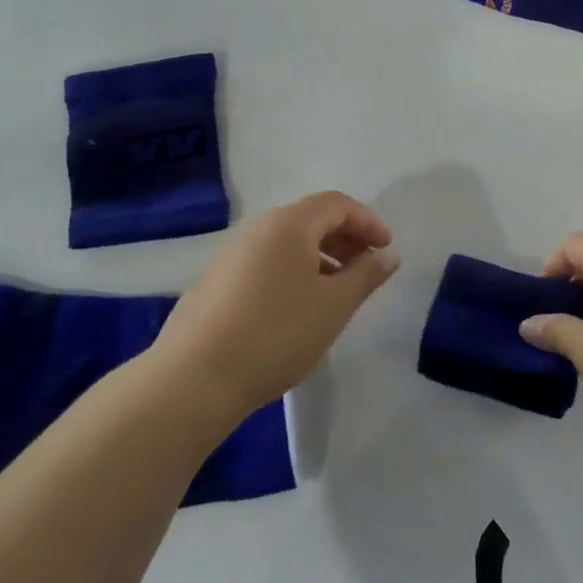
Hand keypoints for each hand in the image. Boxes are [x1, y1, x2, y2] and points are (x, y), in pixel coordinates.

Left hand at [151, 192, 398, 424]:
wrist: (195, 377)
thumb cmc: (277, 333)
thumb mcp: (335, 305)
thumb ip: (366, 275)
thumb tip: (387, 255)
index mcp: (289, 224)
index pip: (337, 204)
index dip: (368, 221)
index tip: (386, 249)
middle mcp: (258, 229)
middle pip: (311, 219)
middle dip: (345, 238)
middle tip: (367, 268)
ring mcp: (232, 255)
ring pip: (287, 243)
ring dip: (320, 257)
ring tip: (337, 291)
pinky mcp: (216, 282)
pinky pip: (267, 263)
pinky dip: (294, 272)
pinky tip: (299, 309)